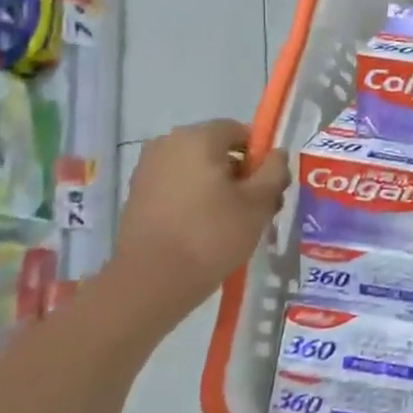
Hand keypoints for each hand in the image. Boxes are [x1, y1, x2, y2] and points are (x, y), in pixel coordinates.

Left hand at [114, 120, 290, 313]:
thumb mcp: (259, 203)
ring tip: (233, 224)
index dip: (261, 156)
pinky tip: (205, 230)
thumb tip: (276, 154)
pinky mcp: (137, 196)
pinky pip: (177, 187)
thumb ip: (274, 171)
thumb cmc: (212, 235)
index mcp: (198, 138)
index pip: (240, 131)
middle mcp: (168, 144)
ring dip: (219, 189)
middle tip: (257, 209)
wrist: (152, 281)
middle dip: (241, 174)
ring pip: (197, 170)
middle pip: (217, 150)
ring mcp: (148, 170)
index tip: (270, 186)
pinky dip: (195, 200)